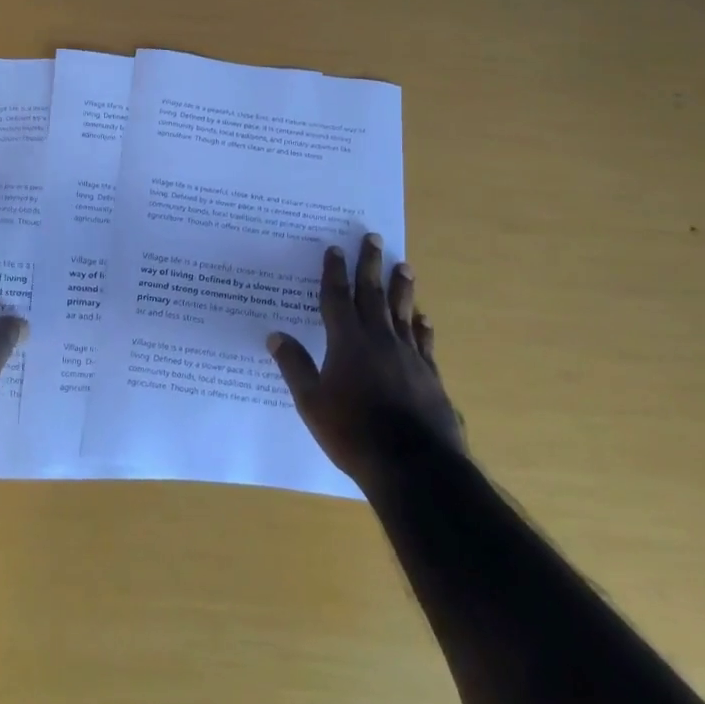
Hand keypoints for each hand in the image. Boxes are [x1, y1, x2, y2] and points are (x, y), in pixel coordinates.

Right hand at [266, 234, 464, 482]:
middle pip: (373, 294)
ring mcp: (408, 356)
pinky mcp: (429, 376)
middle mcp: (379, 340)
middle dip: (370, 264)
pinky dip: (422, 327)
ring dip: (402, 287)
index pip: (337, 298)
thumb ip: (295, 367)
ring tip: (404, 265)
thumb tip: (275, 335)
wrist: (414, 466)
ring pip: (403, 312)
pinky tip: (424, 318)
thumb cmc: (353, 433)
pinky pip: (424, 343)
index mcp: (347, 342)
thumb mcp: (312, 403)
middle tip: (374, 237)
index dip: (334, 272)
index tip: (335, 248)